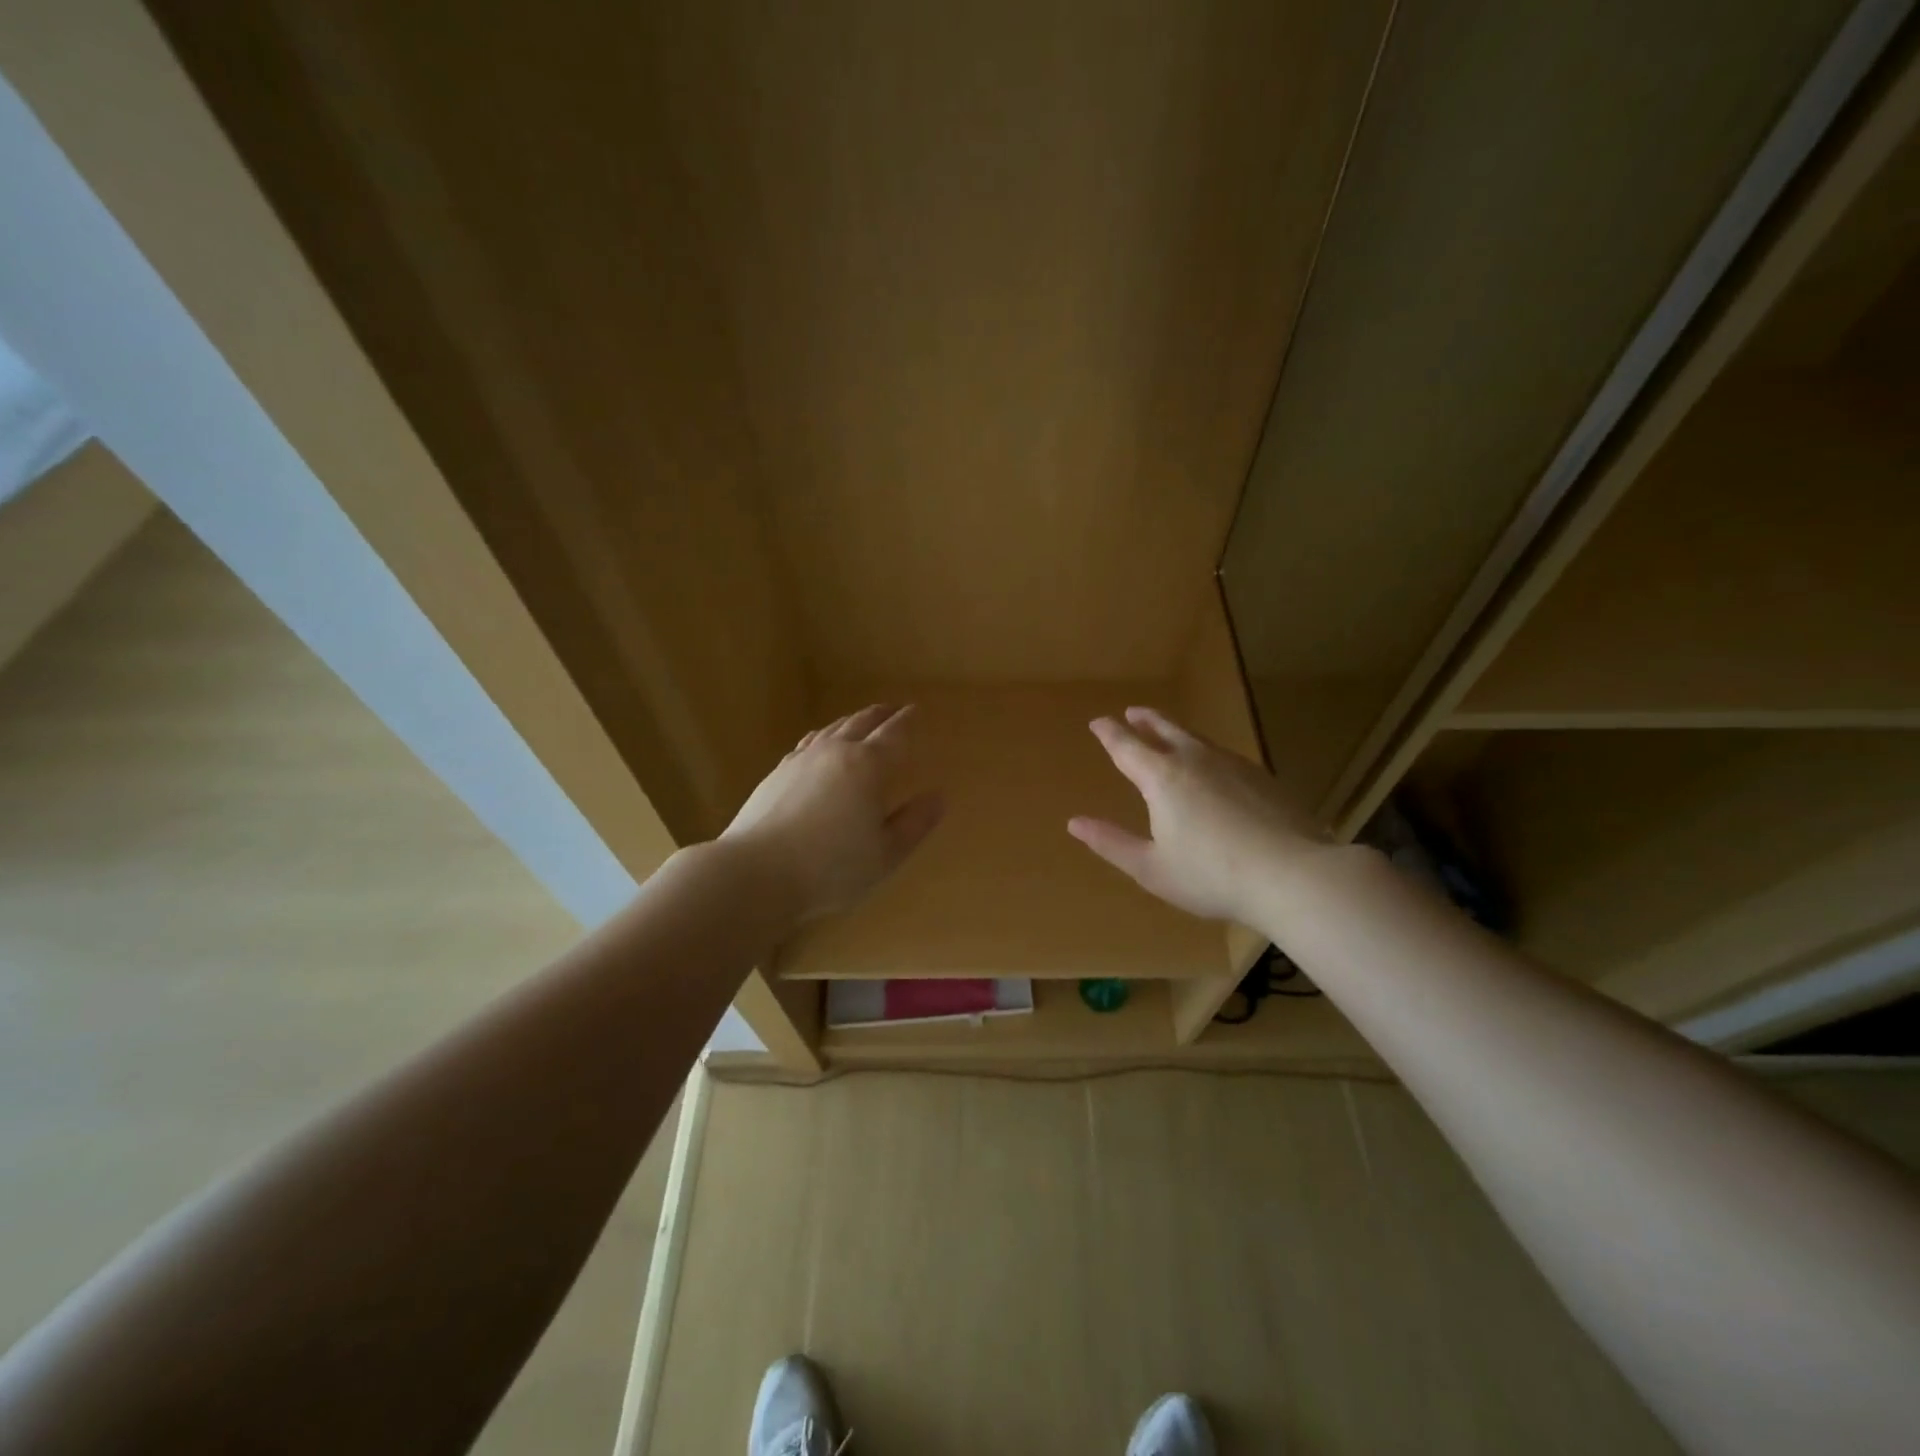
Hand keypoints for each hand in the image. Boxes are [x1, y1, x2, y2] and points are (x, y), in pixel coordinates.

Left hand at [721, 704, 944, 922]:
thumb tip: (938, 797)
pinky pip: (808, 743)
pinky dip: (823, 737)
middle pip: (861, 723)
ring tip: (860, 722)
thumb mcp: (885, 854)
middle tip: (892, 710)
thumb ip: (914, 824)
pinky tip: (819, 746)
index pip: (894, 735)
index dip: (908, 722)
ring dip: (851, 721)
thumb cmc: (831, 867)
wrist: (756, 872)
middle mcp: (835, 752)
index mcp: (868, 766)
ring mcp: (801, 760)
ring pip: (832, 729)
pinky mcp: (777, 773)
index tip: (916, 710)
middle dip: (880, 715)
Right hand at [1068, 706, 1331, 925]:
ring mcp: (1234, 765)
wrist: (1293, 875)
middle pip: (1165, 729)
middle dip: (1145, 721)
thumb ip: (1111, 842)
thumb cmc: (1211, 875)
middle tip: (1134, 713)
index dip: (1109, 733)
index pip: (1127, 746)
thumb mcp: (1151, 868)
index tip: (1098, 722)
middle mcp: (1195, 760)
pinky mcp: (1262, 778)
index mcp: (1162, 777)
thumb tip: (1074, 823)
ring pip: (1197, 738)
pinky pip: (1224, 755)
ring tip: (1169, 732)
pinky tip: (1214, 768)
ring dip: (1176, 731)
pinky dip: (1207, 752)